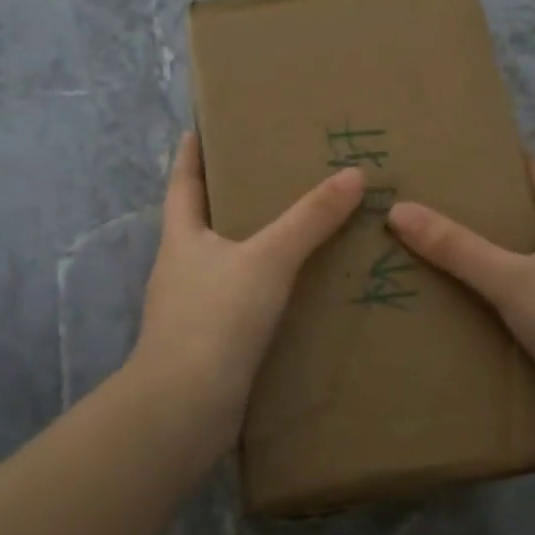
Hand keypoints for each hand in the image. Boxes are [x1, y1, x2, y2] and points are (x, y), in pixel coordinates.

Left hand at [131, 132, 364, 449]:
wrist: (185, 407)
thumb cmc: (216, 319)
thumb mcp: (268, 260)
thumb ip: (310, 219)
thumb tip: (354, 174)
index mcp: (181, 239)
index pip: (183, 183)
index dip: (190, 154)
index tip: (199, 128)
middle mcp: (180, 269)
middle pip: (201, 223)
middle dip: (228, 199)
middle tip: (270, 176)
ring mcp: (191, 310)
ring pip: (223, 266)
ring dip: (249, 248)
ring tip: (292, 233)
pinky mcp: (208, 344)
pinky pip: (238, 304)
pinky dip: (260, 291)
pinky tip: (290, 294)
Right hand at [387, 158, 534, 436]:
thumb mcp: (511, 283)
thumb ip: (457, 249)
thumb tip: (399, 209)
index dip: (503, 161)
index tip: (456, 160)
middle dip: (493, 207)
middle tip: (438, 206)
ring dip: (503, 247)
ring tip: (451, 249)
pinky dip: (516, 282)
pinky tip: (488, 299)